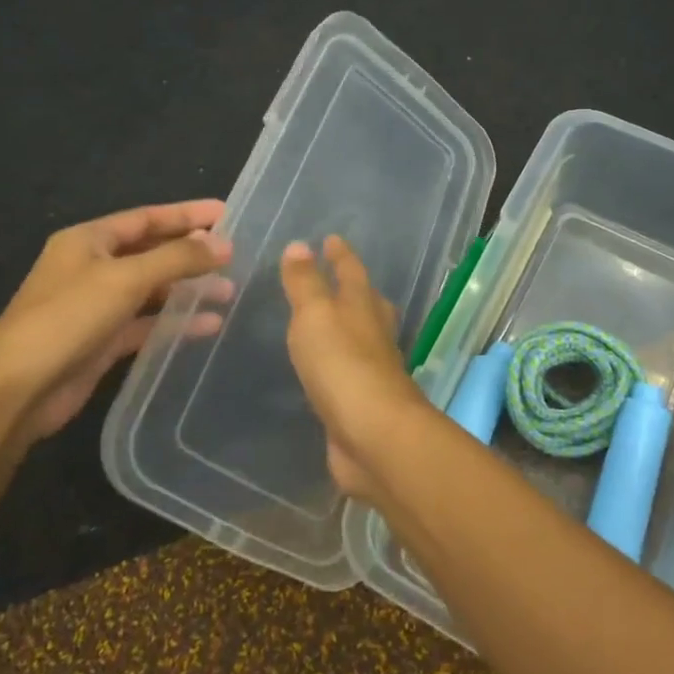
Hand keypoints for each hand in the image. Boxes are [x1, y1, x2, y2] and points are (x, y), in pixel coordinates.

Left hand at [0, 199, 232, 446]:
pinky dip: (175, 322)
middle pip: (150, 252)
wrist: (17, 389)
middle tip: (233, 255)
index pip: (146, 218)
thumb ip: (177, 258)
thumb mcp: (126, 279)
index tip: (226, 212)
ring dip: (188, 289)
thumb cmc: (68, 318)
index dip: (186, 214)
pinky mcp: (102, 341)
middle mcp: (91, 268)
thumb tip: (223, 243)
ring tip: (228, 291)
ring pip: (151, 290)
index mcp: (88, 241)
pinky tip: (208, 325)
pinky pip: (146, 323)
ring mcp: (96, 306)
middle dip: (191, 253)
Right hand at [280, 235, 433, 499]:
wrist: (372, 434)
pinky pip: (348, 372)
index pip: (352, 271)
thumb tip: (299, 245)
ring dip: (348, 325)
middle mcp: (374, 333)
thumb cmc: (342, 364)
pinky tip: (326, 369)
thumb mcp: (316, 314)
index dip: (341, 255)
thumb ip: (305, 283)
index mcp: (364, 306)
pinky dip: (338, 363)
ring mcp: (372, 369)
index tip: (332, 238)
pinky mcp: (363, 402)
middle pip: (367, 303)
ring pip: (361, 337)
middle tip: (338, 276)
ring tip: (329, 320)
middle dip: (353, 288)